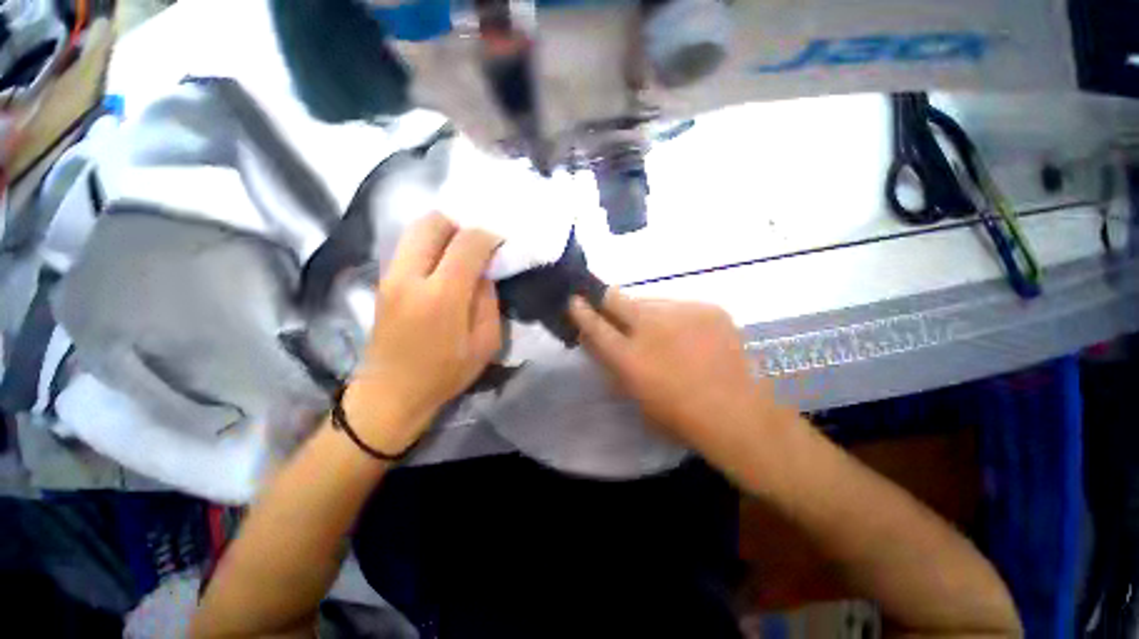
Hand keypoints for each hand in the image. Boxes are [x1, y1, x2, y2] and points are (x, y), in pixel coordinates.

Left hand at [344, 213, 501, 454]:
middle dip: (461, 225)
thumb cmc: (445, 373)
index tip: (501, 245)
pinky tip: (443, 264)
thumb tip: (484, 272)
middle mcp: (410, 276)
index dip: (489, 237)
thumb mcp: (485, 343)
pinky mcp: (383, 280)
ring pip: (416, 229)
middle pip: (433, 222)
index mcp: (442, 295)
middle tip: (478, 244)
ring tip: (462, 252)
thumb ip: (489, 301)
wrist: (391, 392)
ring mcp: (390, 275)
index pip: (468, 243)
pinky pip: (408, 245)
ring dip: (444, 232)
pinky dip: (429, 244)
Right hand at [568, 291, 777, 455]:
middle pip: (616, 299)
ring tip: (659, 330)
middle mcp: (651, 328)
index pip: (595, 325)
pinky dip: (676, 318)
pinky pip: (680, 306)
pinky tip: (688, 335)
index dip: (581, 311)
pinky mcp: (708, 308)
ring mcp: (681, 313)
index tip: (574, 300)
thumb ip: (613, 365)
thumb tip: (596, 341)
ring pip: (650, 301)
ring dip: (646, 312)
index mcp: (630, 356)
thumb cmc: (679, 415)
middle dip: (605, 298)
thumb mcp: (635, 395)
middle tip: (605, 301)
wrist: (738, 413)